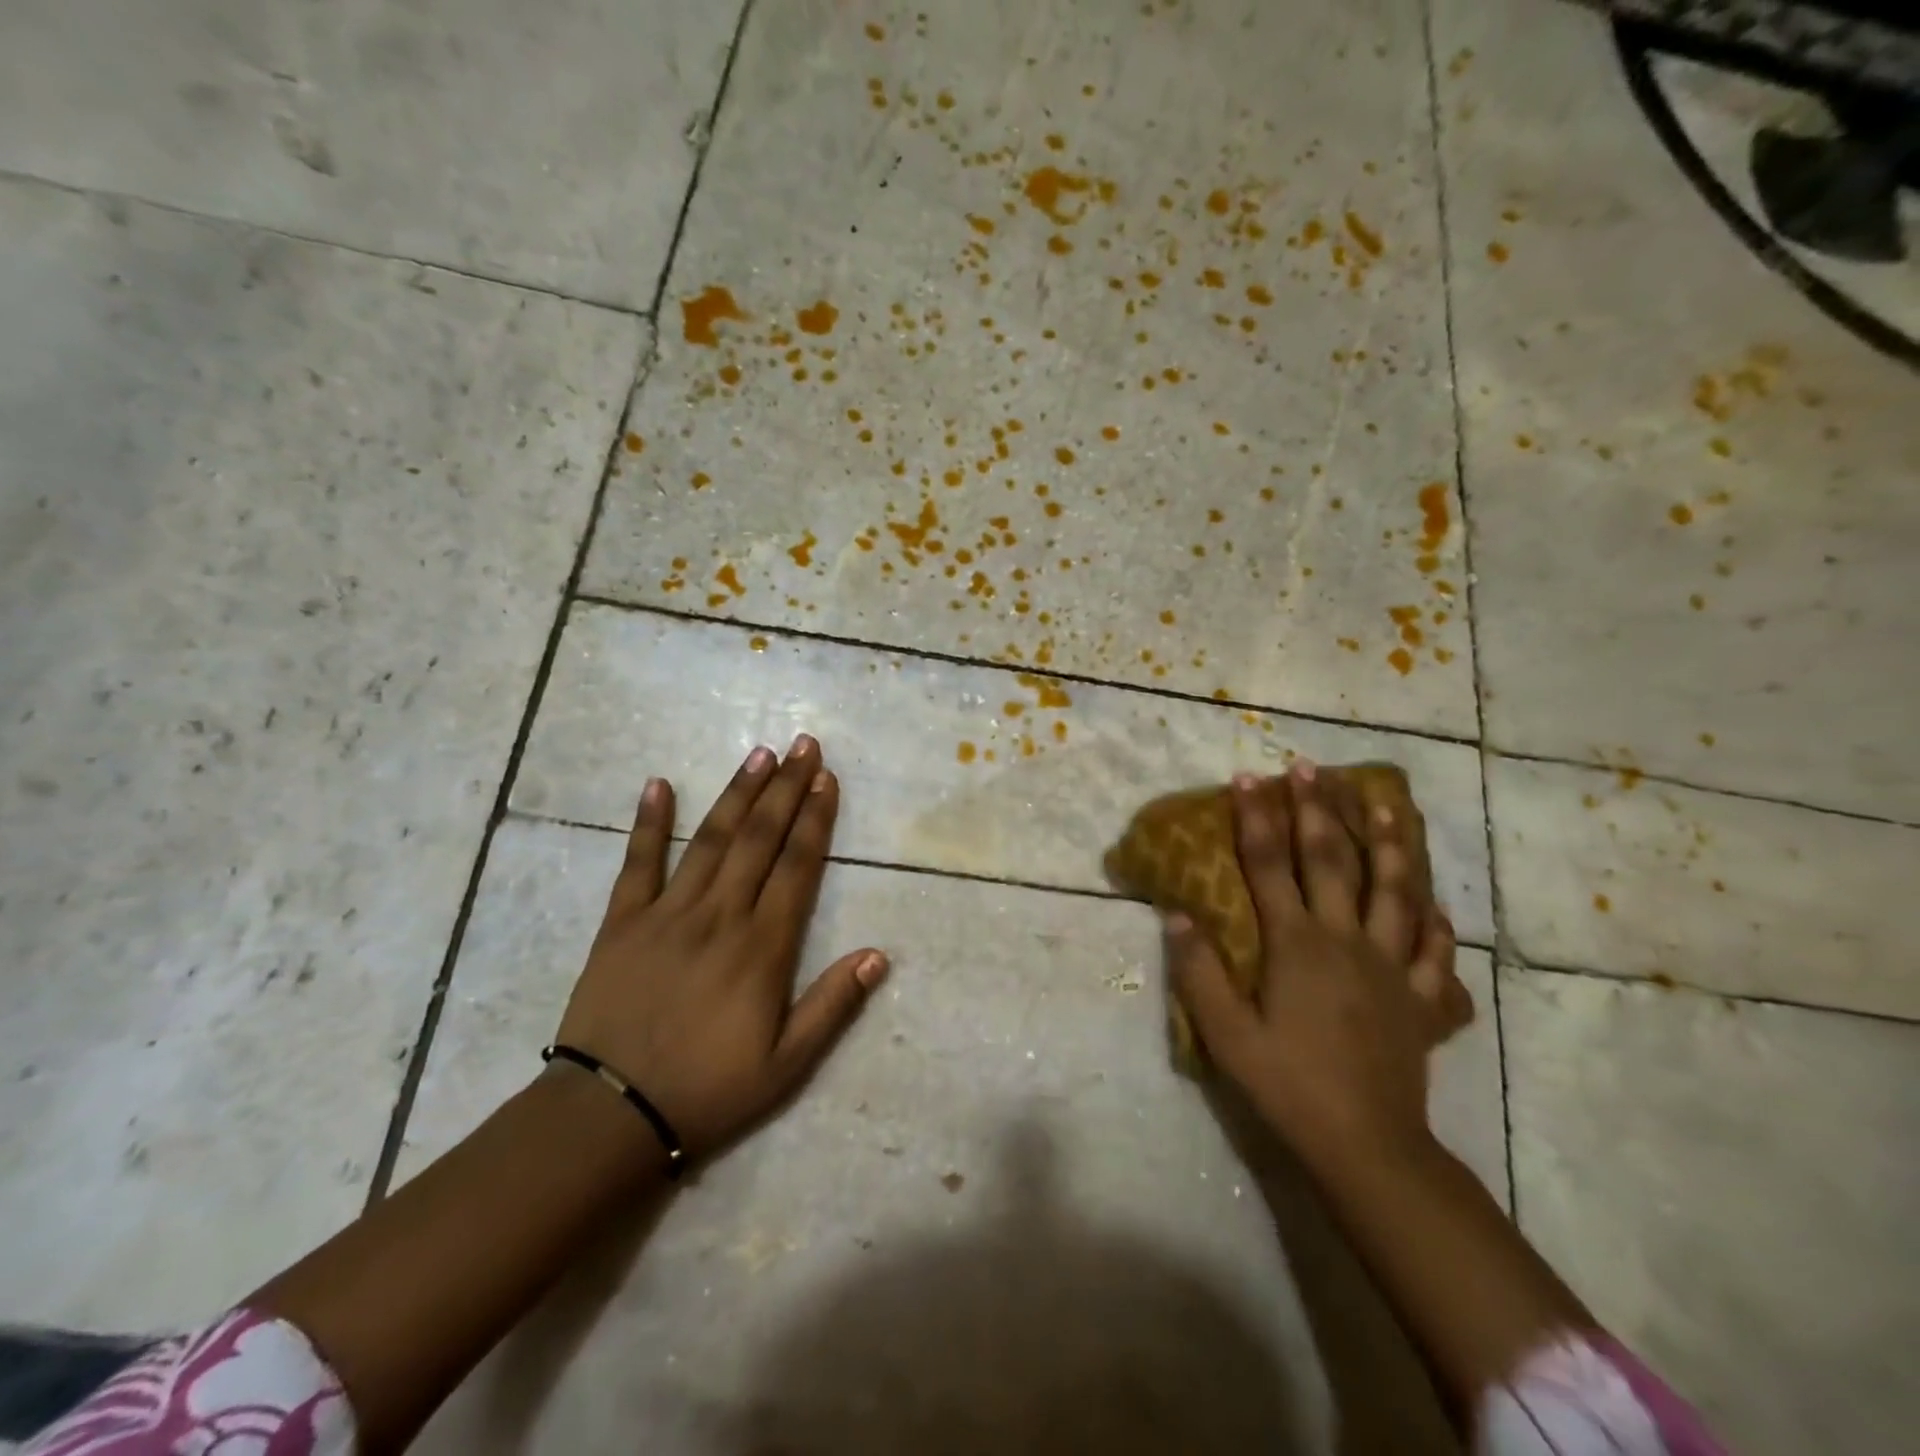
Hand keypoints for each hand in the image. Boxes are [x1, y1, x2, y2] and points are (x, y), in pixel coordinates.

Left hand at [554, 735, 887, 1157]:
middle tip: (803, 745)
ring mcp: (667, 914)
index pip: (797, 867)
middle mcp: (720, 916)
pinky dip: (649, 823)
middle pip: (759, 839)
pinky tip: (658, 784)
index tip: (826, 779)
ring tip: (758, 755)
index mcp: (762, 947)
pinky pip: (637, 864)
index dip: (815, 819)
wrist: (608, 1115)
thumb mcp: (786, 1065)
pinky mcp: (621, 923)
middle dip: (785, 789)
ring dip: (737, 794)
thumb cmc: (707, 1090)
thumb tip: (878, 955)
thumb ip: (832, 1006)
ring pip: (711, 840)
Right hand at [1166, 762, 1452, 1171]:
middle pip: (1331, 862)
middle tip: (1310, 768)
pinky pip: (1435, 951)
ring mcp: (1392, 967)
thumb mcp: (1226, 1034)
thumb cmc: (1287, 1084)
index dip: (1256, 820)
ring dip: (1388, 844)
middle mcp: (1346, 941)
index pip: (1269, 867)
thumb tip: (1176, 915)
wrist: (1367, 1145)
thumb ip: (1199, 971)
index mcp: (1296, 945)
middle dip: (1317, 810)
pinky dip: (1435, 922)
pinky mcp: (1422, 1000)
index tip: (1249, 778)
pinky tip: (1434, 902)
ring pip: (1395, 892)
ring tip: (1385, 804)